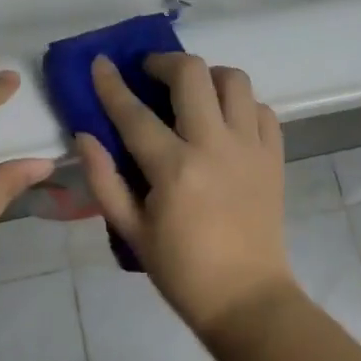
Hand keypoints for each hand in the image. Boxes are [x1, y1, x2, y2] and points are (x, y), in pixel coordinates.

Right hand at [79, 53, 295, 341]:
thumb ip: (105, 180)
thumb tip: (85, 135)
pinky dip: (242, 104)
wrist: (248, 299)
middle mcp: (214, 146)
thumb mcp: (131, 232)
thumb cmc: (182, 270)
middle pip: (192, 74)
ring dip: (209, 75)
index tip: (101, 62)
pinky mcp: (274, 156)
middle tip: (151, 72)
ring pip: (235, 80)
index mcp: (174, 169)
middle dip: (165, 61)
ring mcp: (250, 147)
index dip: (112, 84)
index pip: (135, 113)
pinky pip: (262, 109)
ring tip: (194, 91)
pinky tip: (226, 120)